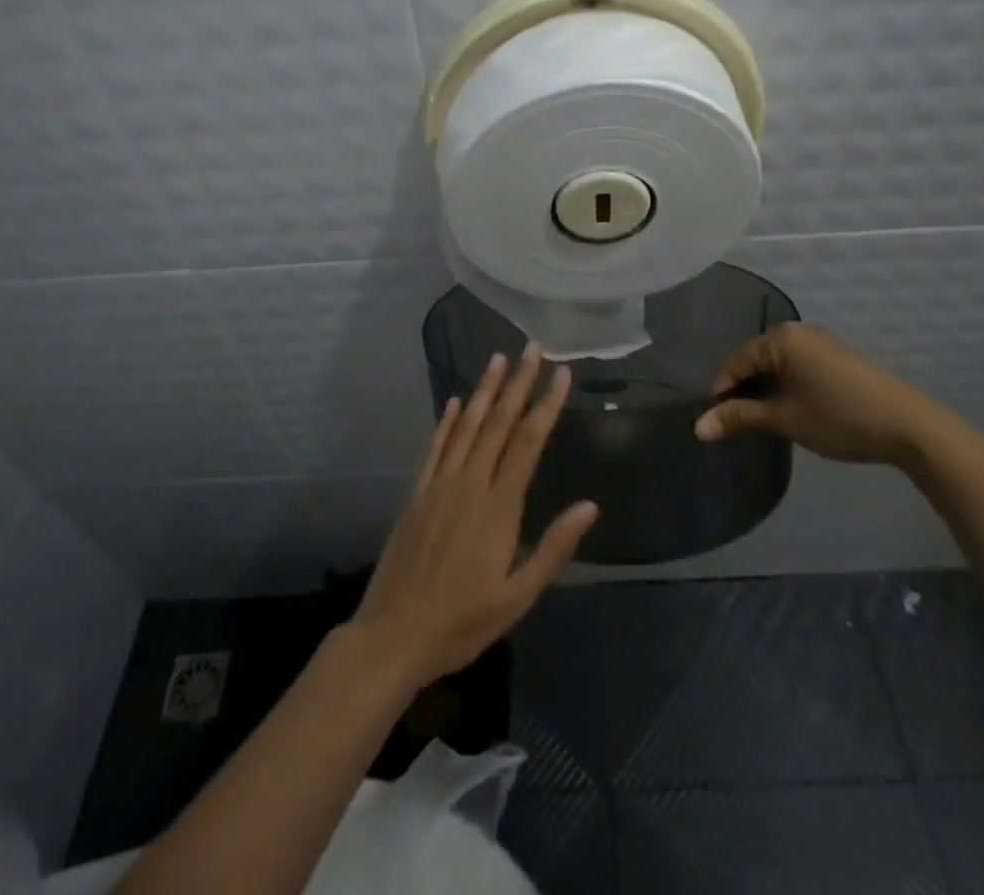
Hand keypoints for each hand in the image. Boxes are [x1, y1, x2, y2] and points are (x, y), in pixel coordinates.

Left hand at [351, 343, 598, 687]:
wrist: (394, 634)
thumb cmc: (463, 622)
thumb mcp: (518, 597)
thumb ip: (553, 548)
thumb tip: (589, 505)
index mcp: (499, 507)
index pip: (528, 442)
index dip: (546, 405)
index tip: (561, 374)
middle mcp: (470, 483)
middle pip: (498, 423)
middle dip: (517, 383)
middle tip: (531, 348)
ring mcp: (439, 484)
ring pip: (466, 426)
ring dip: (484, 390)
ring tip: (497, 358)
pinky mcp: (417, 493)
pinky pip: (435, 447)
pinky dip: (447, 420)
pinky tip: (455, 401)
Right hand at [694, 321, 961, 467]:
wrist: (909, 425)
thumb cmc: (838, 417)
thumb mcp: (784, 418)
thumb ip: (739, 417)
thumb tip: (697, 428)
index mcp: (780, 338)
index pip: (734, 362)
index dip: (722, 392)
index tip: (716, 422)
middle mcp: (797, 332)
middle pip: (754, 361)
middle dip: (743, 390)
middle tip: (737, 423)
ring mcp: (819, 343)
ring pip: (776, 365)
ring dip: (766, 390)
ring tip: (762, 420)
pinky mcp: (836, 357)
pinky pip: (796, 367)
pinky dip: (786, 386)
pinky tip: (791, 409)